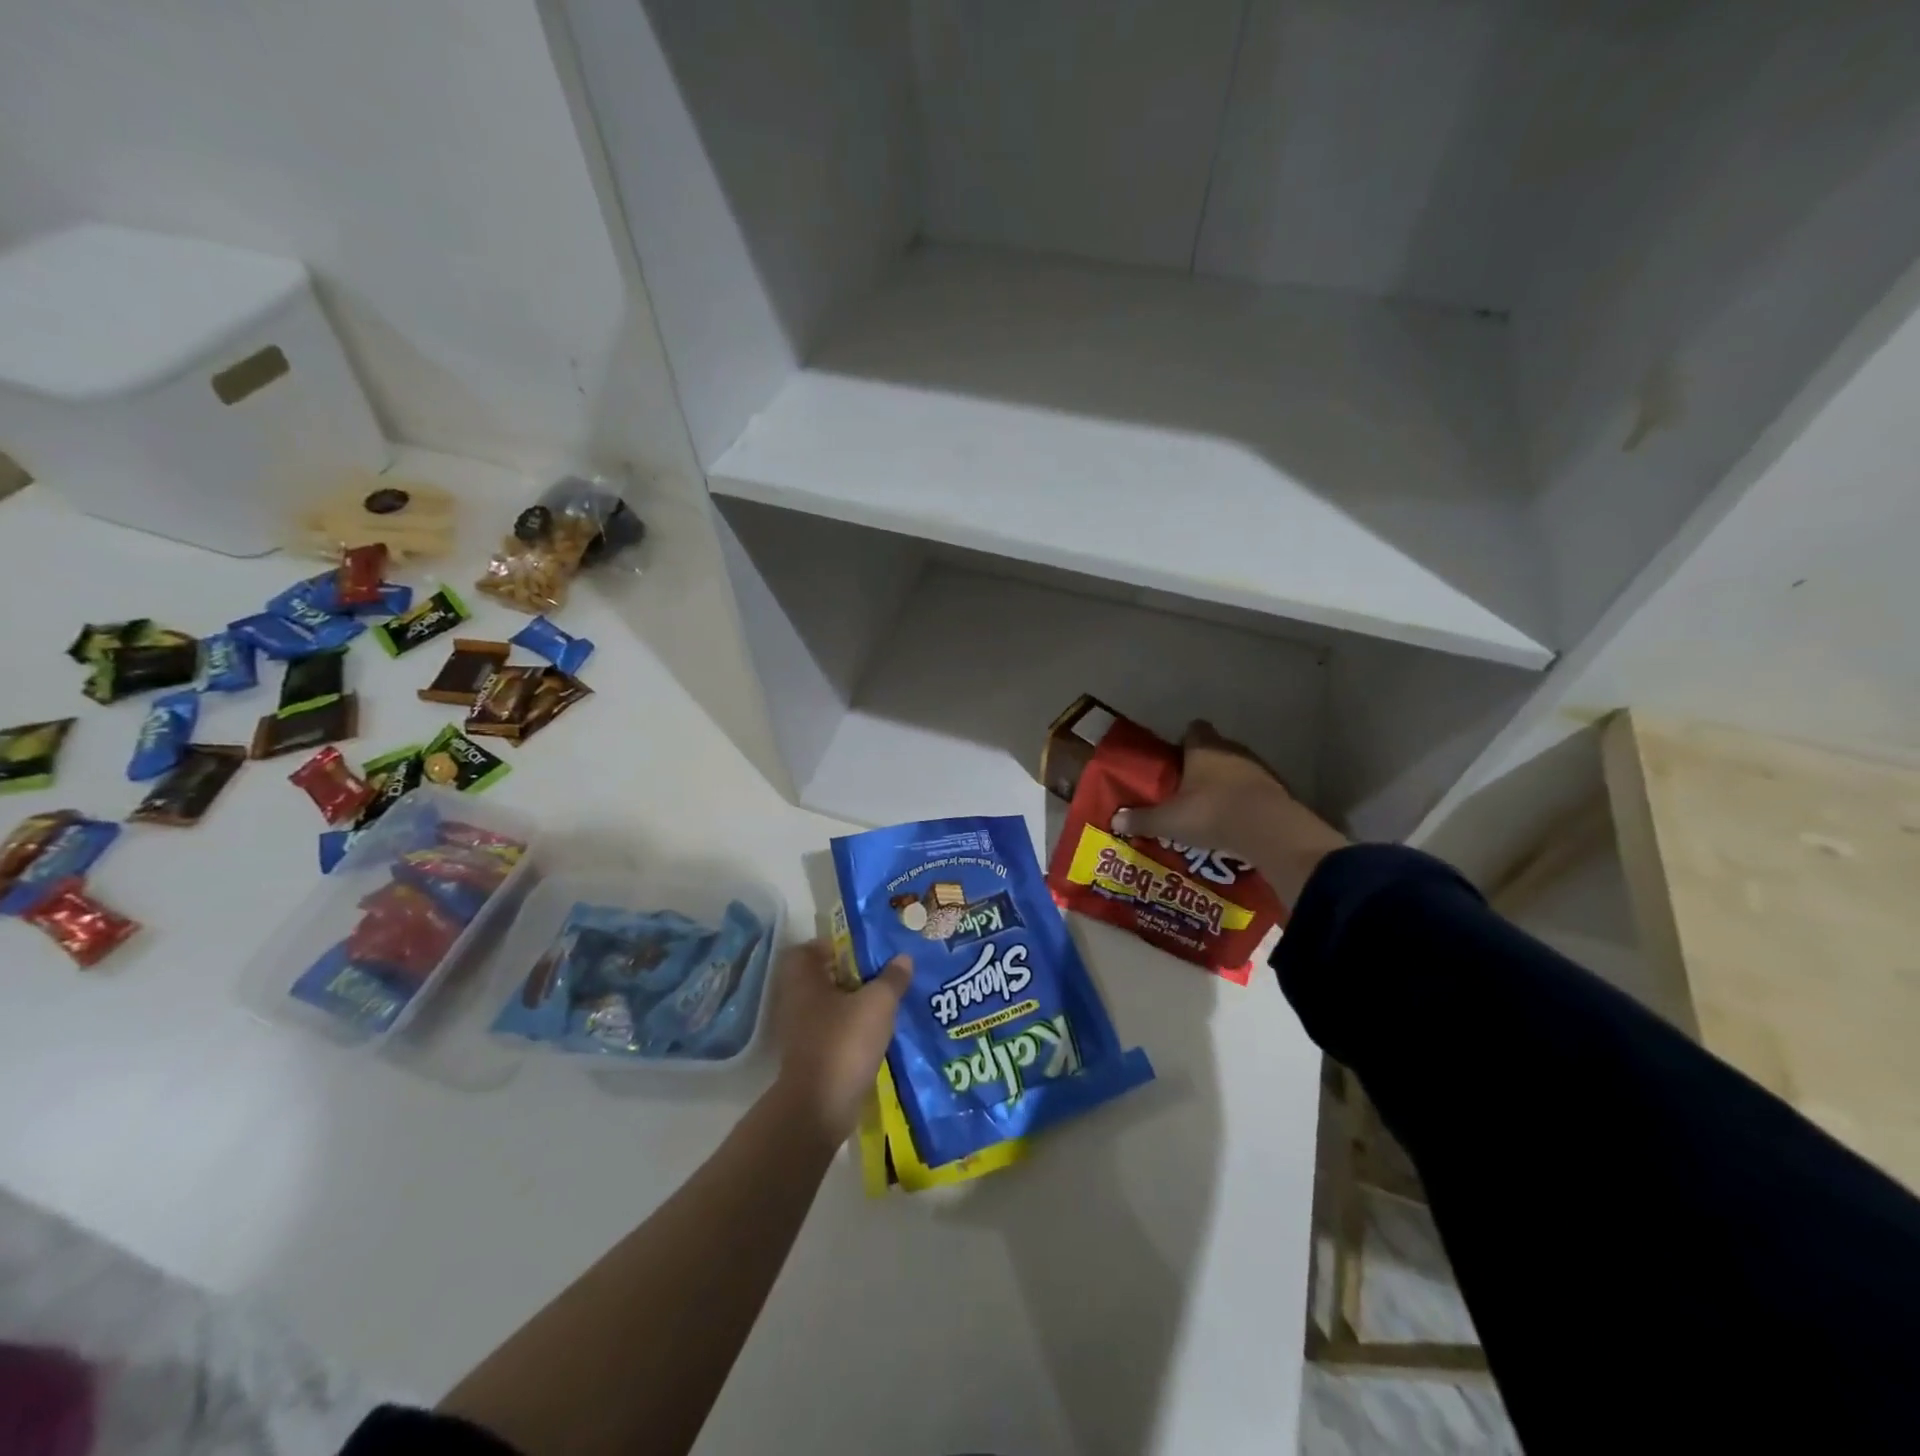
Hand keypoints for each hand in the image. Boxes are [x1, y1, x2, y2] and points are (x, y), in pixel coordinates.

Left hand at [771, 941, 910, 1143]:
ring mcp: (801, 1032)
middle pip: (822, 977)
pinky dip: (852, 1029)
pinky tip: (879, 1032)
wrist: (820, 1107)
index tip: (863, 950)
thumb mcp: (877, 1003)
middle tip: (883, 973)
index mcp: (804, 980)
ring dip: (855, 1003)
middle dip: (852, 974)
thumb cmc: (844, 1042)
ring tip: (888, 1001)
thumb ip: (892, 978)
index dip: (834, 945)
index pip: (809, 949)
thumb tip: (903, 958)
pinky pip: (834, 1031)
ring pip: (830, 1006)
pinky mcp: (811, 1057)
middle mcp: (797, 1002)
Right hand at [1111, 721, 1292, 858]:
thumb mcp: (1168, 820)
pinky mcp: (1277, 788)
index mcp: (1203, 747)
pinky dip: (1245, 800)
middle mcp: (1231, 749)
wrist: (1269, 830)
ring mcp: (1258, 767)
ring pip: (1236, 768)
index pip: (1193, 728)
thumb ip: (1142, 819)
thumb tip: (1114, 820)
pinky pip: (1254, 789)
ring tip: (1211, 808)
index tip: (1173, 760)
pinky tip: (1235, 821)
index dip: (1183, 741)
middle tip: (1187, 789)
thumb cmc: (1211, 813)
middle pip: (1214, 749)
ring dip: (1225, 783)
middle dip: (1202, 765)